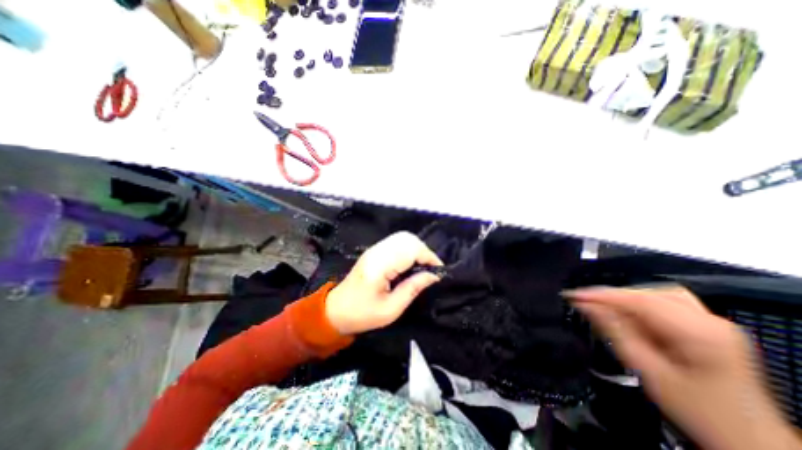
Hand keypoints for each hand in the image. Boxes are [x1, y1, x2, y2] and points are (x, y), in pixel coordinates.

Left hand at [322, 233, 441, 335]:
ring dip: (417, 249)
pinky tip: (411, 263)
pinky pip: (397, 242)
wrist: (336, 310)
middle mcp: (377, 251)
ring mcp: (374, 249)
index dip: (428, 257)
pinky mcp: (374, 251)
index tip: (439, 271)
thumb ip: (413, 288)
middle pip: (408, 238)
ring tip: (423, 266)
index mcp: (380, 266)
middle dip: (424, 251)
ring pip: (403, 237)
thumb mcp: (391, 309)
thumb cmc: (362, 314)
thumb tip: (434, 276)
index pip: (410, 249)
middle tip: (430, 269)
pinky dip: (409, 249)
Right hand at [566, 288, 797, 448]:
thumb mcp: (645, 370)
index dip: (601, 294)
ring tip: (605, 309)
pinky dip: (640, 303)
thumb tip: (584, 305)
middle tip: (586, 305)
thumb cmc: (694, 409)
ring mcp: (712, 320)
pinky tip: (629, 313)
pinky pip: (665, 301)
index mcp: (700, 333)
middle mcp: (710, 320)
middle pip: (648, 293)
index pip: (639, 300)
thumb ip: (613, 331)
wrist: (746, 439)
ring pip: (655, 293)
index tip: (572, 295)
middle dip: (613, 297)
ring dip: (625, 299)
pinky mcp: (706, 324)